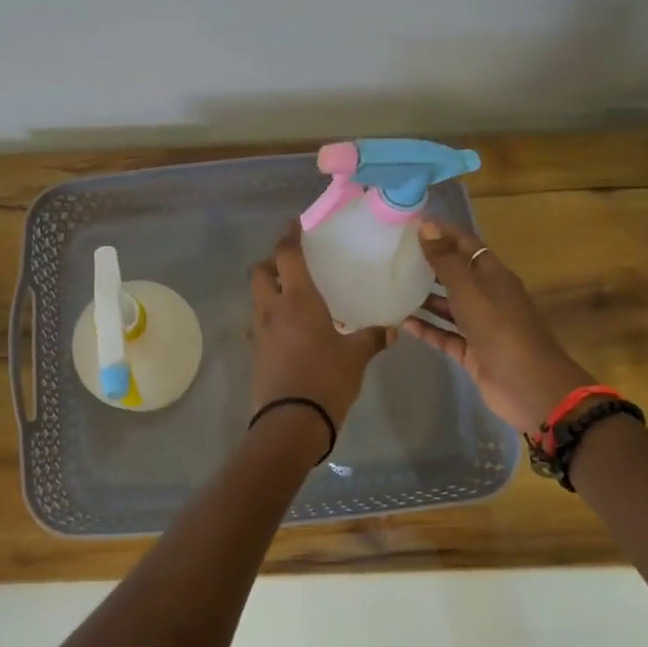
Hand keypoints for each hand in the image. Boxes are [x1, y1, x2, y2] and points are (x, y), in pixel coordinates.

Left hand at [249, 223, 391, 431]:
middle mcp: (272, 309)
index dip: (289, 236)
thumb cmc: (326, 380)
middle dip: (272, 262)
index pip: (286, 255)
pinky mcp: (256, 352)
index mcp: (297, 300)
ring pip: (257, 297)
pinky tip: (291, 328)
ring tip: (294, 296)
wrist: (291, 422)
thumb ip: (372, 338)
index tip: (296, 224)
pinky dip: (271, 316)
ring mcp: (259, 331)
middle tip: (294, 265)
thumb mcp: (355, 358)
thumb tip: (391, 329)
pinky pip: (260, 322)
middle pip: (260, 271)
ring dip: (270, 289)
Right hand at [400, 220, 593, 432]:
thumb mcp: (469, 289)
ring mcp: (479, 325)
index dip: (441, 231)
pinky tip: (400, 321)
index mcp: (492, 275)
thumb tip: (426, 226)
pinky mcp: (470, 351)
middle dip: (428, 263)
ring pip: (447, 305)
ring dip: (423, 296)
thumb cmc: (499, 327)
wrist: (527, 384)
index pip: (465, 243)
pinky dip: (425, 328)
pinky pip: (443, 334)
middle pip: (455, 273)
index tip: (409, 222)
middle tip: (391, 253)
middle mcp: (486, 296)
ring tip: (390, 285)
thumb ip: (445, 260)